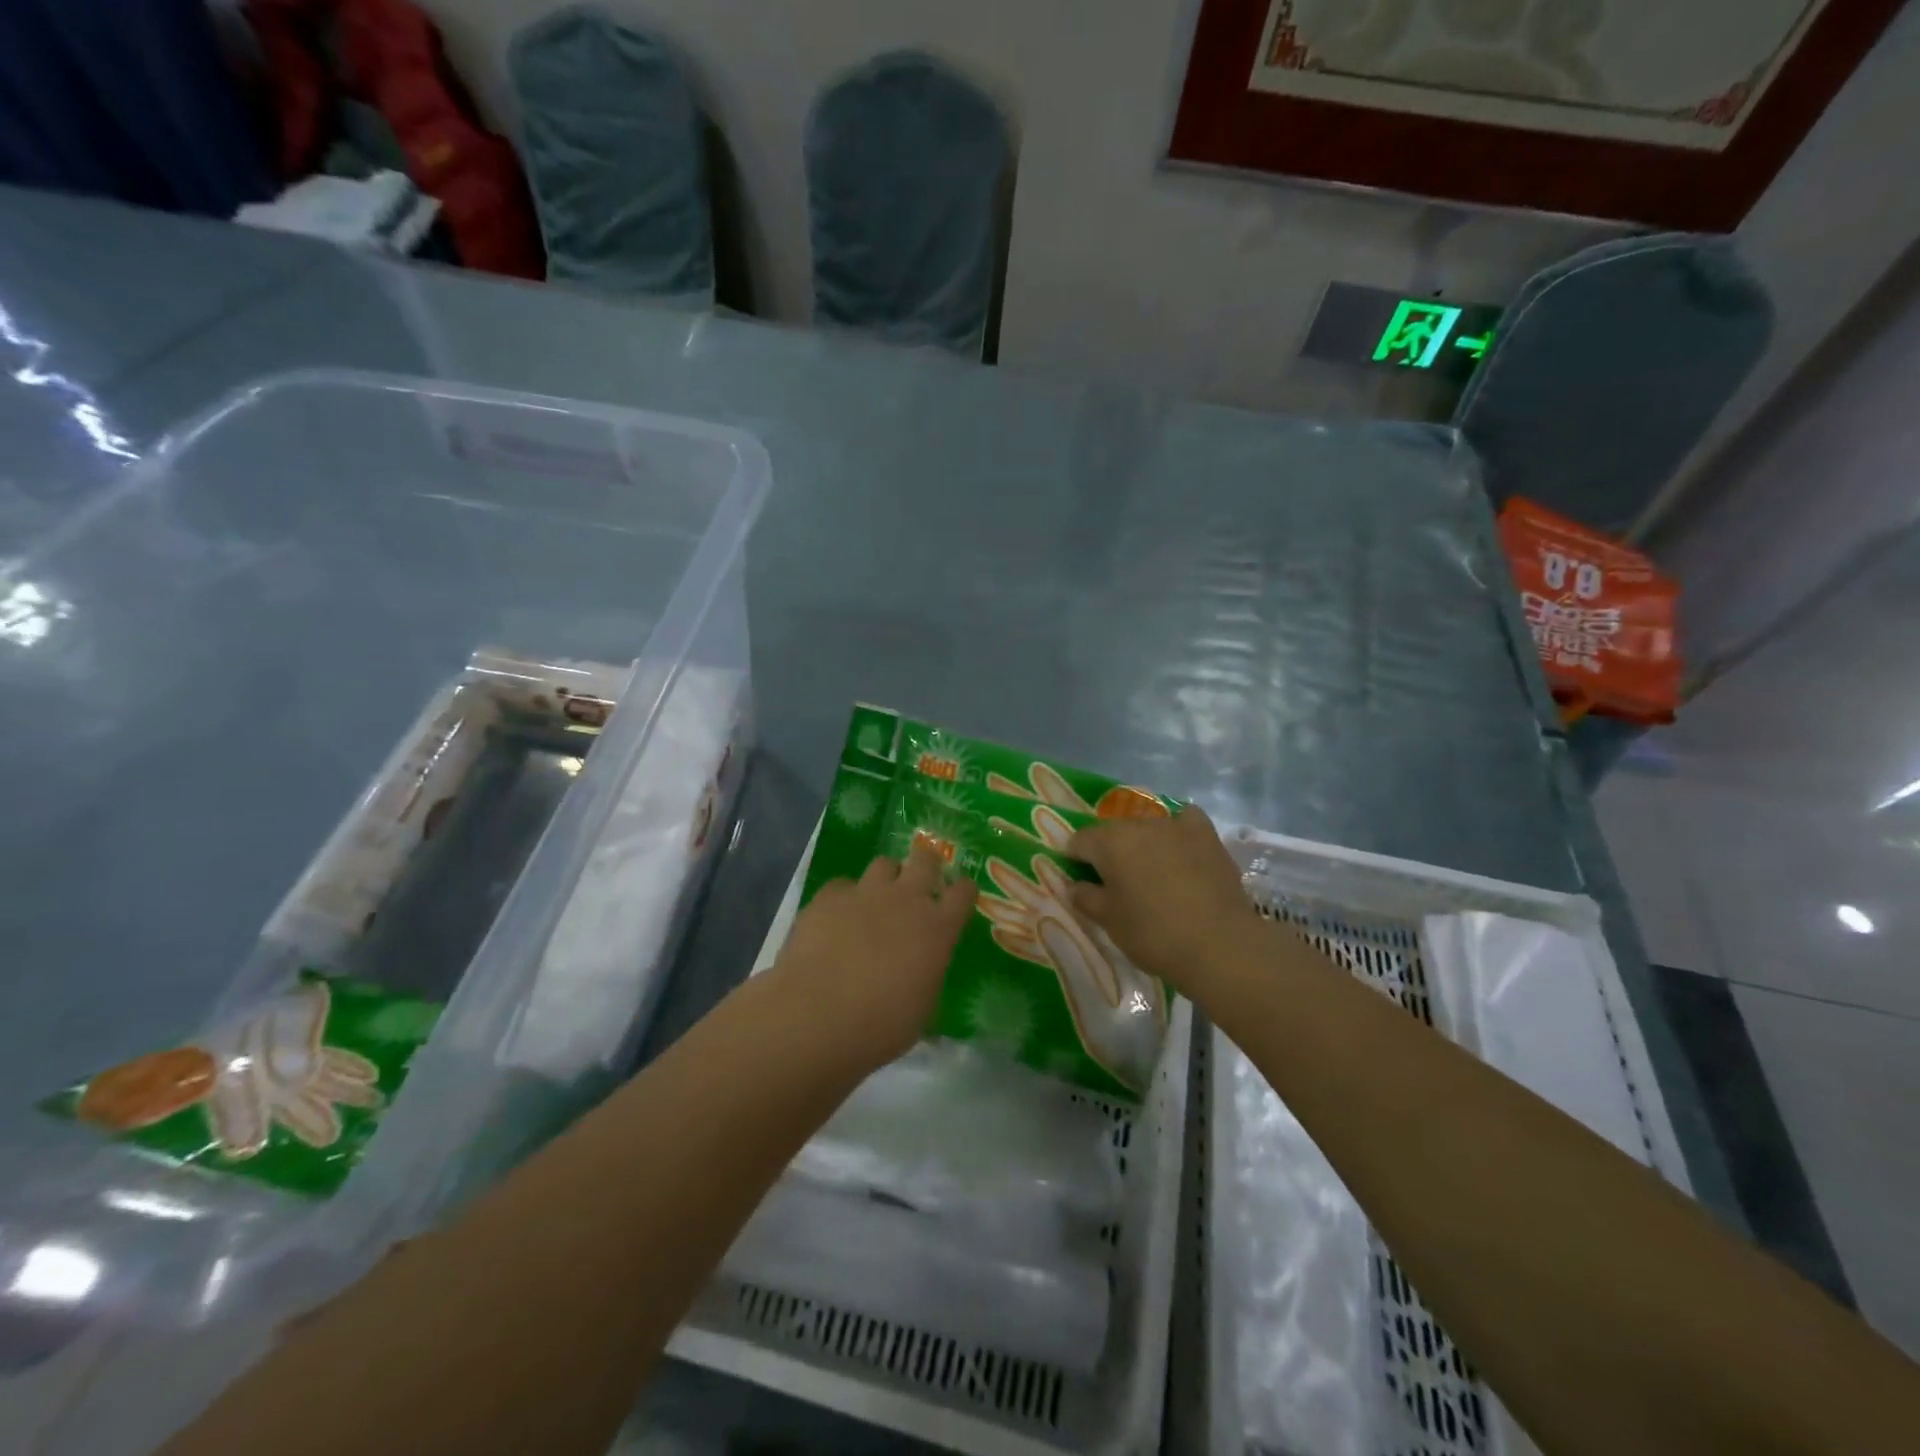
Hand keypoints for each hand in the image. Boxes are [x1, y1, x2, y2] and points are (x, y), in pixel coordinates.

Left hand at [769, 845, 977, 1070]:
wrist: (816, 1017)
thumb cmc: (880, 1027)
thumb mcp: (922, 1010)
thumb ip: (927, 978)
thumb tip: (921, 975)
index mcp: (937, 929)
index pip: (963, 892)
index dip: (963, 891)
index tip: (959, 897)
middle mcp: (906, 900)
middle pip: (926, 860)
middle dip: (927, 865)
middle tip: (921, 882)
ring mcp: (866, 893)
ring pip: (884, 864)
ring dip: (886, 877)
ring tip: (877, 898)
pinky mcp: (828, 897)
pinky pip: (842, 885)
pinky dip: (844, 897)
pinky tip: (836, 918)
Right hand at [1067, 807, 1267, 998]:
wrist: (1219, 945)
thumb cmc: (1153, 934)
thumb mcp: (1109, 921)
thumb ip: (1085, 897)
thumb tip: (1074, 885)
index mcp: (1109, 842)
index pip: (1079, 840)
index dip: (1073, 858)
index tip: (1079, 879)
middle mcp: (1140, 825)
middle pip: (1113, 832)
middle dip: (1108, 852)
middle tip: (1114, 882)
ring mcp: (1176, 826)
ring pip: (1147, 828)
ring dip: (1141, 844)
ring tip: (1149, 871)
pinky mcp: (1207, 835)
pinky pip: (1185, 821)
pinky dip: (1178, 830)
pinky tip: (1180, 847)